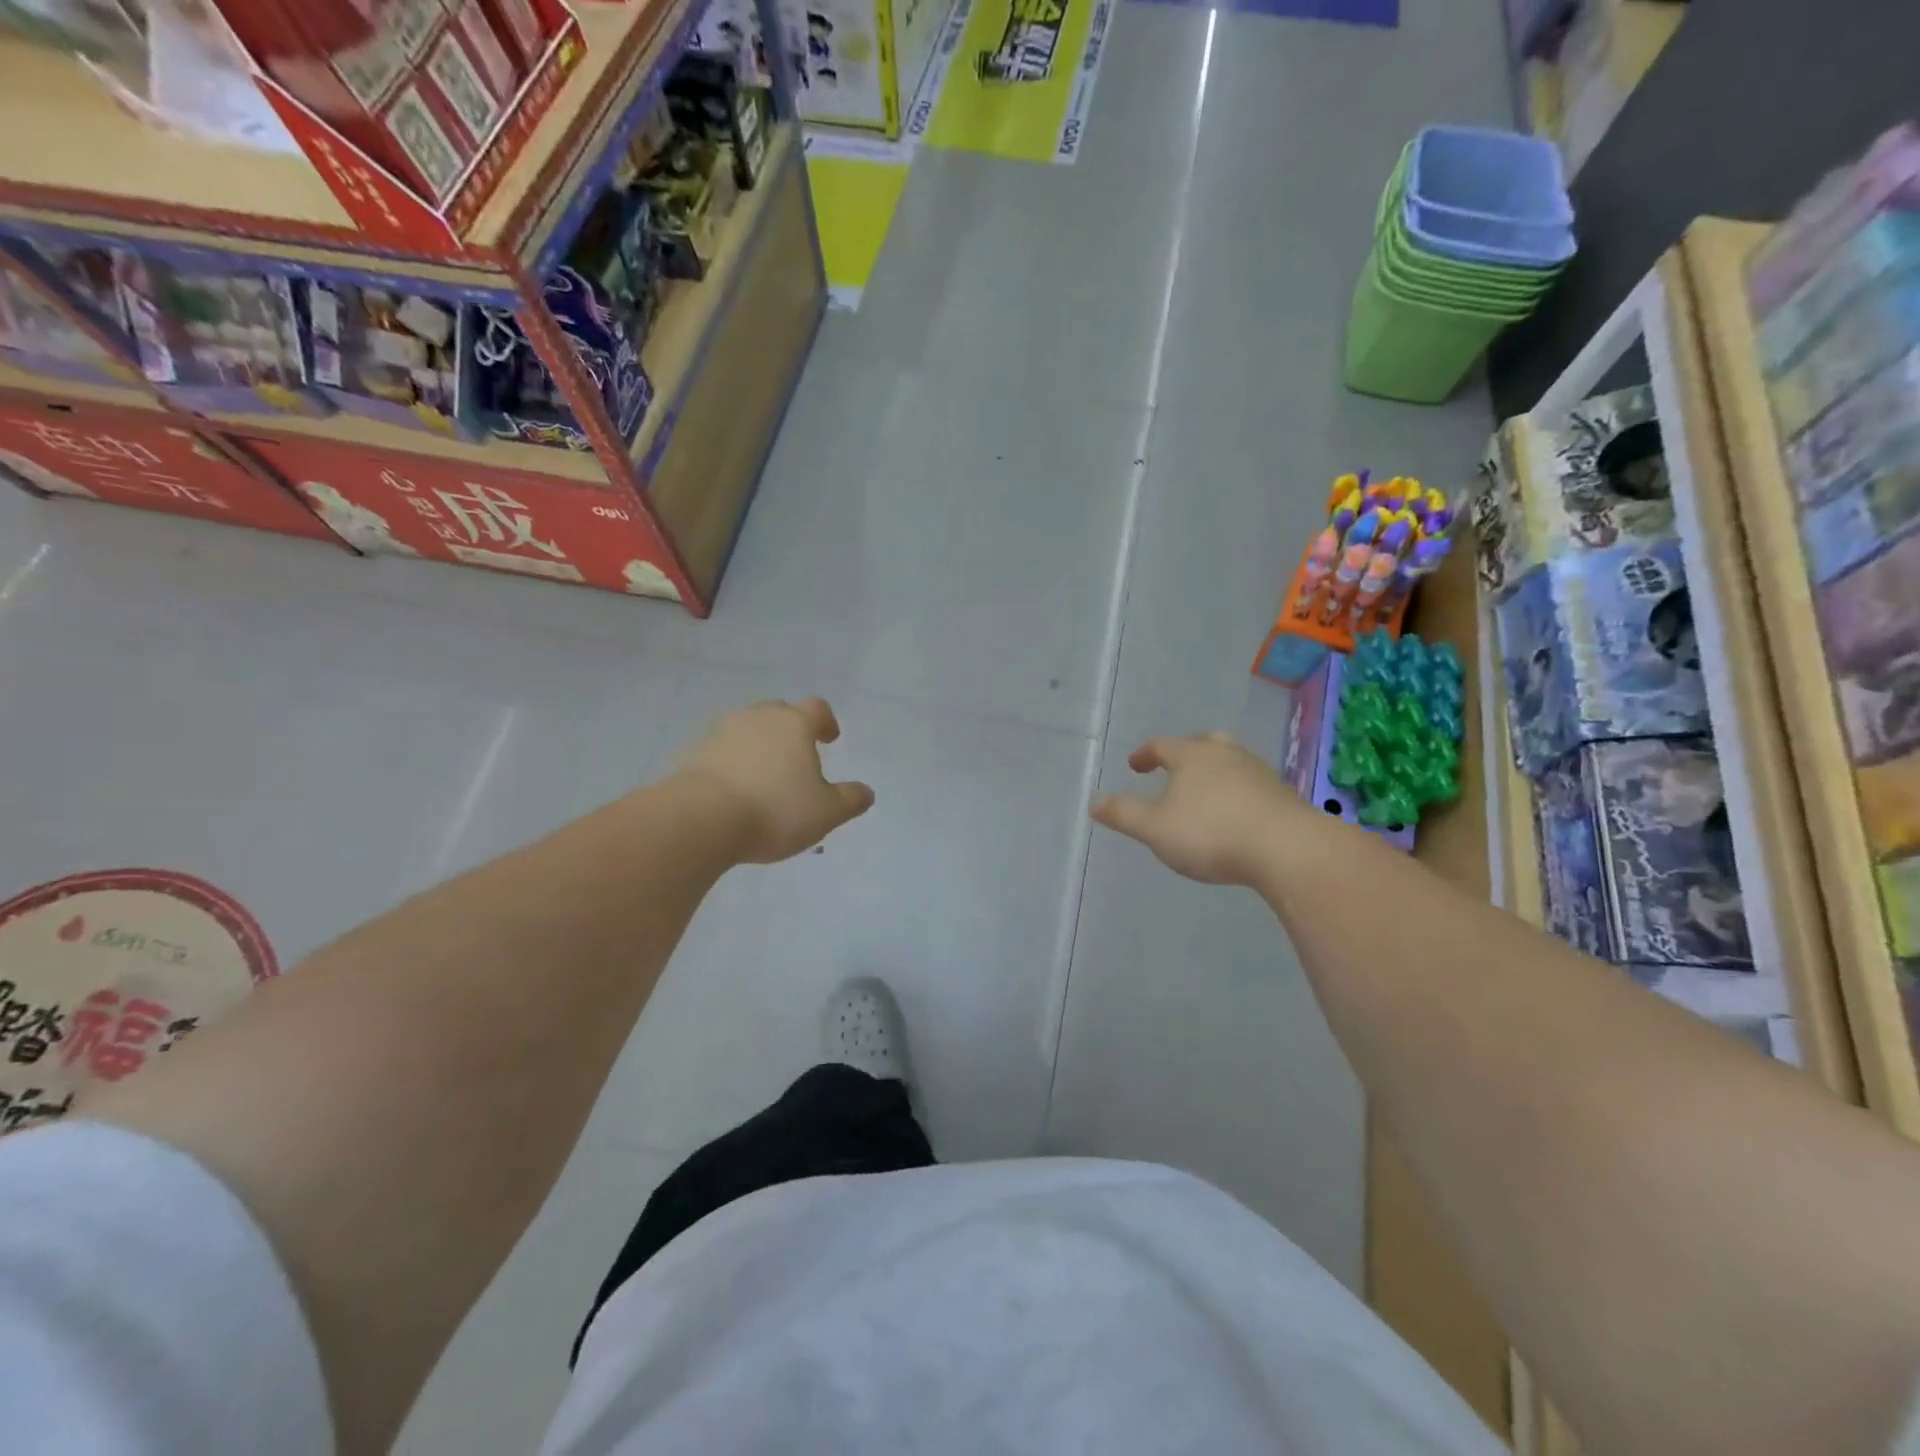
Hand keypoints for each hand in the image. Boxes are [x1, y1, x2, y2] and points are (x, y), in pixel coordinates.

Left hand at [676, 698, 874, 863]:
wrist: (701, 819)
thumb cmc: (775, 810)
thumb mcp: (826, 813)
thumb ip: (850, 800)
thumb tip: (866, 792)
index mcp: (795, 724)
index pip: (817, 708)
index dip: (826, 721)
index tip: (829, 739)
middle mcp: (758, 718)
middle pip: (779, 713)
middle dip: (791, 730)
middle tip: (797, 756)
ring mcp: (722, 732)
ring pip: (748, 729)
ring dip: (759, 745)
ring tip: (765, 775)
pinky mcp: (695, 752)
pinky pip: (722, 750)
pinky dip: (732, 762)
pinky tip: (735, 789)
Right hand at [1090, 731, 1311, 886]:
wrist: (1289, 850)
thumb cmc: (1212, 834)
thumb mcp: (1155, 829)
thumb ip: (1123, 814)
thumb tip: (1093, 800)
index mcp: (1193, 756)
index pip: (1162, 745)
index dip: (1146, 754)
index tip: (1135, 765)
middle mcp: (1227, 755)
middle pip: (1203, 743)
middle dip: (1186, 752)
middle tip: (1174, 765)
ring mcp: (1259, 773)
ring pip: (1231, 761)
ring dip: (1214, 771)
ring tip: (1204, 791)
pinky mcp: (1282, 796)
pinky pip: (1251, 784)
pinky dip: (1236, 791)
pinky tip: (1235, 813)